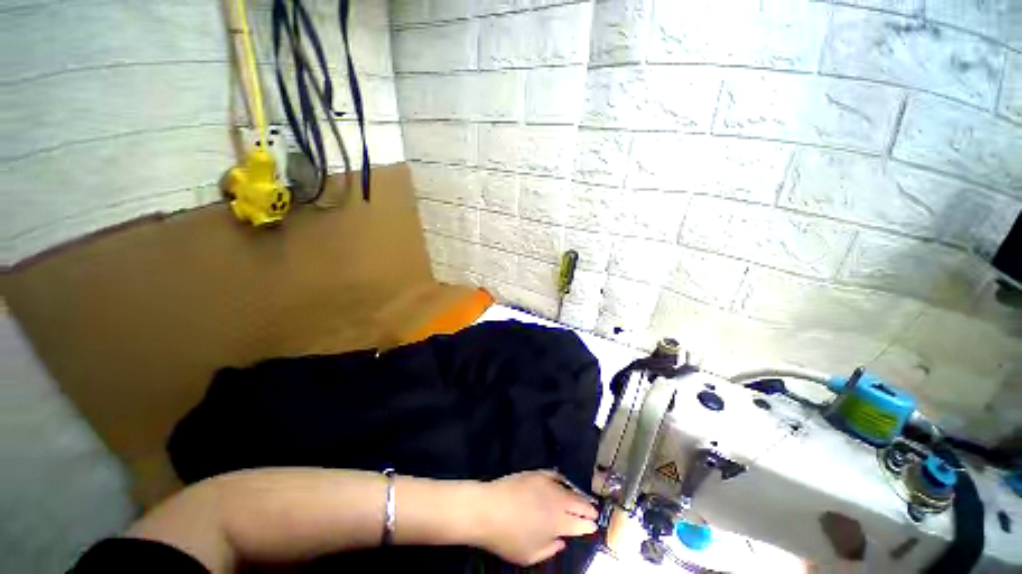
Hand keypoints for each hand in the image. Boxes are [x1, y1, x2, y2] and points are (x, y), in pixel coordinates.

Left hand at [474, 470, 597, 565]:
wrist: (489, 509)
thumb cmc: (508, 538)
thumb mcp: (530, 555)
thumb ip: (550, 549)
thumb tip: (562, 540)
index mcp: (558, 523)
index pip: (580, 524)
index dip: (589, 525)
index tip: (594, 526)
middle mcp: (557, 501)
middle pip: (578, 504)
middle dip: (588, 509)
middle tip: (594, 512)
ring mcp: (547, 484)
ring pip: (569, 489)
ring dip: (578, 495)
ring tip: (583, 499)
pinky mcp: (536, 473)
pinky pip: (555, 474)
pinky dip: (562, 479)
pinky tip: (563, 482)